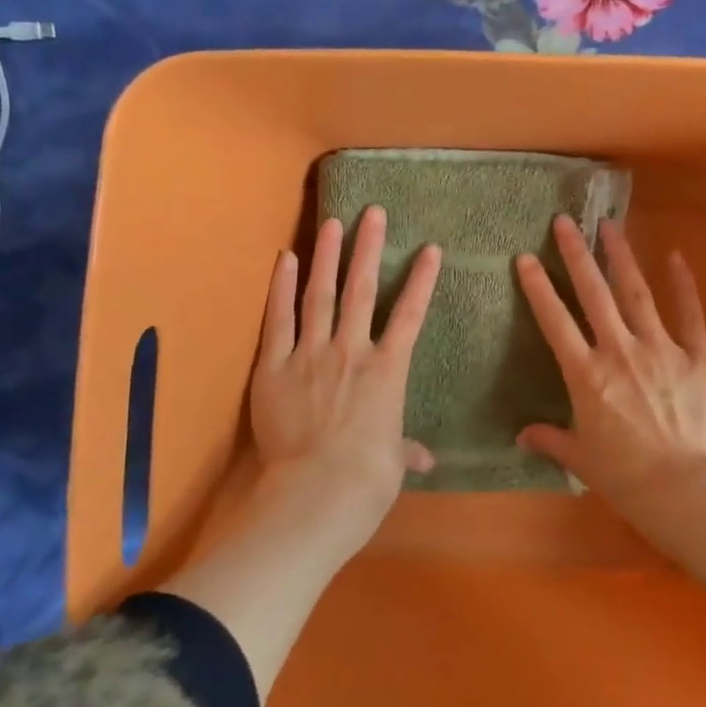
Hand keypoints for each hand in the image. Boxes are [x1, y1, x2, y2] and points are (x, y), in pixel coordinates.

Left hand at [250, 205, 440, 562]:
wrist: (317, 493)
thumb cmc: (367, 480)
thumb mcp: (393, 463)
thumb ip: (405, 450)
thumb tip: (425, 460)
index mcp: (388, 371)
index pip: (410, 315)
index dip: (422, 280)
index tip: (431, 248)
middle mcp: (352, 350)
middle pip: (363, 289)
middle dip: (369, 248)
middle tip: (373, 213)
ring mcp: (311, 354)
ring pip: (321, 294)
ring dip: (327, 256)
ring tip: (332, 222)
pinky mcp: (274, 366)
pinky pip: (278, 319)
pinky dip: (281, 287)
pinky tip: (284, 258)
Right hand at [516, 216, 705, 553]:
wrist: (687, 490)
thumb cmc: (627, 478)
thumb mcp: (581, 459)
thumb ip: (551, 439)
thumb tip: (521, 436)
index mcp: (587, 375)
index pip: (555, 322)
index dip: (538, 288)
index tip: (524, 258)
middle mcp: (619, 351)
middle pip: (593, 294)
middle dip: (576, 255)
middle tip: (565, 221)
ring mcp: (661, 349)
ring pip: (636, 293)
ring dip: (621, 257)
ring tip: (610, 225)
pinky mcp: (697, 356)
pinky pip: (689, 314)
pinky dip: (683, 284)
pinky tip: (675, 256)